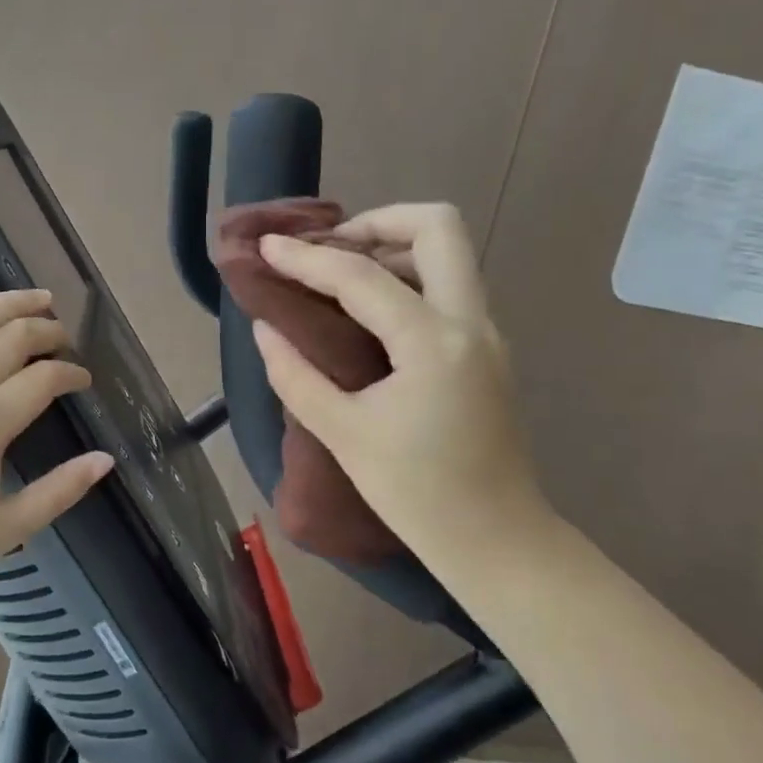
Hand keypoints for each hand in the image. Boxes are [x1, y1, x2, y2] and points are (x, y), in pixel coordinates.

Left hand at [0, 266, 112, 598]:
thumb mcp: (8, 527)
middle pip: (11, 340)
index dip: (71, 373)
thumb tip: (106, 458)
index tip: (82, 381)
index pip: (43, 380)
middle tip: (63, 338)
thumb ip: (61, 491)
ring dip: (3, 304)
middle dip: (47, 332)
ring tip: (33, 297)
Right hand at [252, 203, 551, 561]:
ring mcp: (487, 334)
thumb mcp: (343, 434)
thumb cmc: (417, 495)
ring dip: (396, 246)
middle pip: (438, 226)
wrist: (497, 541)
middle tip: (331, 249)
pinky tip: (370, 312)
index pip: (362, 277)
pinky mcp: (487, 350)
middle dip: (378, 221)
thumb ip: (297, 375)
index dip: (307, 258)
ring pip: (450, 253)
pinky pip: (451, 287)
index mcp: (434, 343)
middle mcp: (471, 322)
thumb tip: (266, 328)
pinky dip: (410, 277)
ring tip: (342, 276)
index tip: (268, 246)